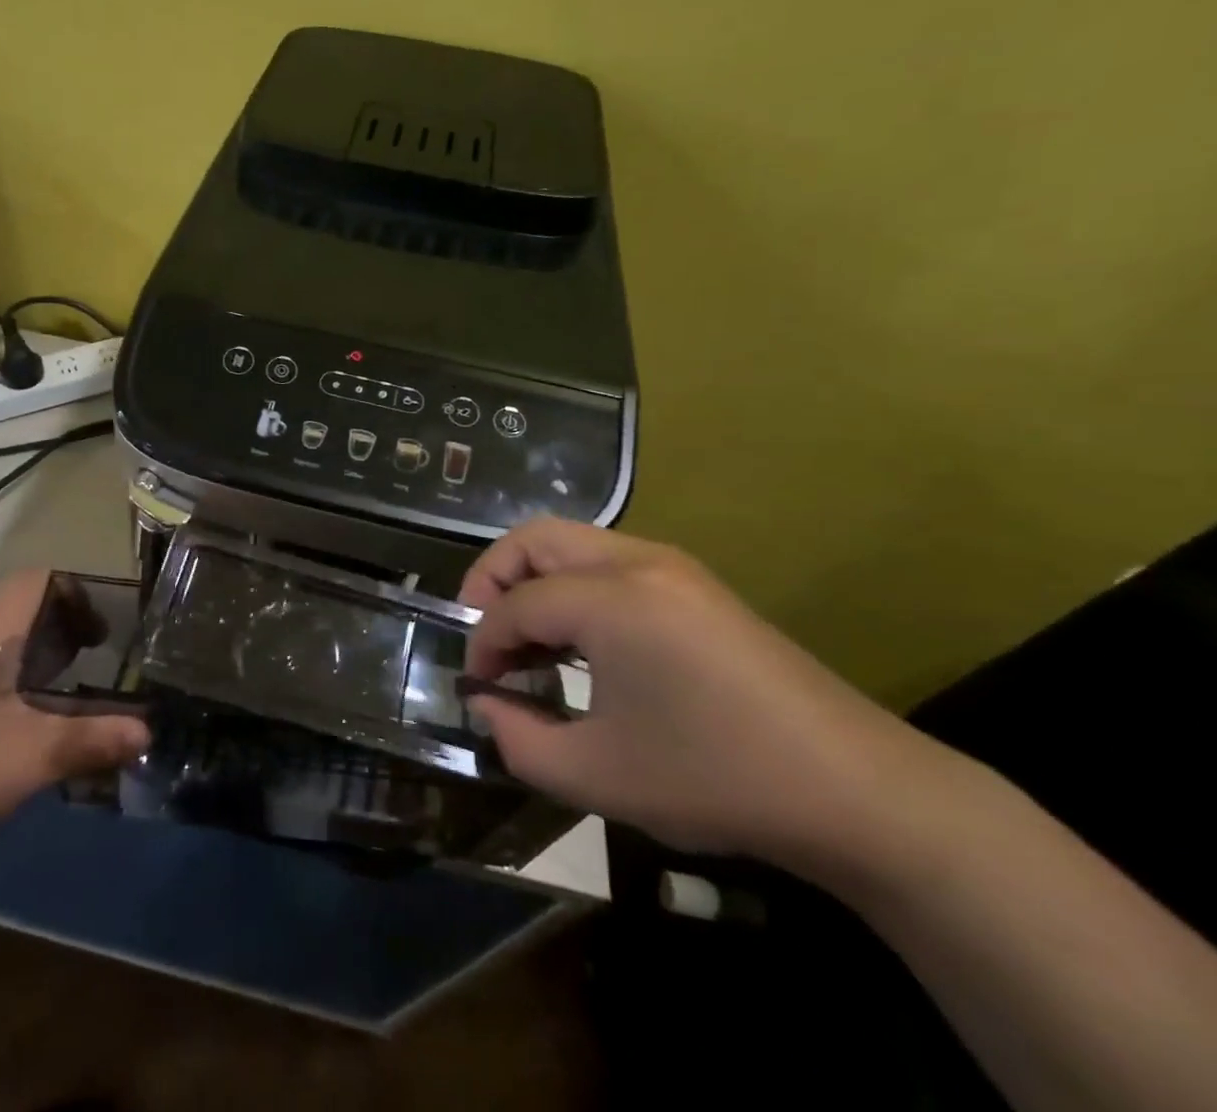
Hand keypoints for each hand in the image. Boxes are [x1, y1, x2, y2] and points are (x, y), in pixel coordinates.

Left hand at [0, 571, 149, 840]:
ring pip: (18, 633)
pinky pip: (8, 659)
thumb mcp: (34, 754)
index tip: (106, 616)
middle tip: (110, 645)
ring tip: (93, 669)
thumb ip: (91, 739)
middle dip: (72, 617)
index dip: (72, 588)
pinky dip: (39, 665)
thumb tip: (146, 732)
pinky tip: (58, 701)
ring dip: (55, 643)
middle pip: (29, 604)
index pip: (31, 581)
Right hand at [462, 518, 931, 874]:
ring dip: (534, 581)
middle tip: (486, 636)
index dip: (483, 642)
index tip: (477, 685)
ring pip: (572, 543)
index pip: (516, 603)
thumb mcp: (598, 776)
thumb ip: (519, 740)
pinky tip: (582, 644)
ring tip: (528, 643)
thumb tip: (484, 704)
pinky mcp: (695, 585)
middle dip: (493, 580)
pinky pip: (608, 562)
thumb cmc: (715, 779)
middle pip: (534, 540)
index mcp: (611, 598)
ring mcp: (672, 567)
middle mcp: (637, 562)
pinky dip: (573, 587)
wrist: (857, 792)